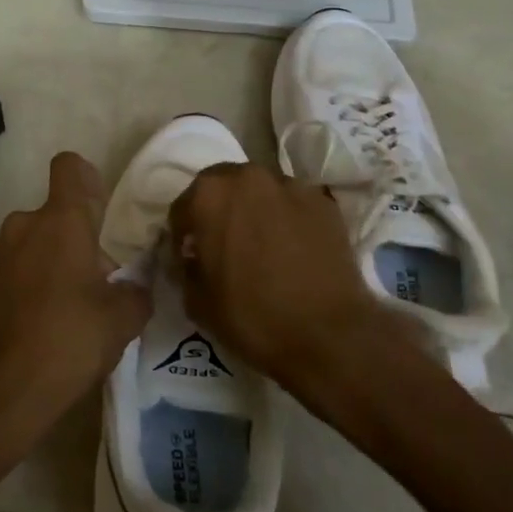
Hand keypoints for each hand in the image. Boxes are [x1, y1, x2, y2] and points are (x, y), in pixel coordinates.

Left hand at [0, 153, 151, 456]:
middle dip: (78, 236)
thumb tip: (136, 284)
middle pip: (56, 213)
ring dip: (54, 259)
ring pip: (35, 240)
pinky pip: (17, 266)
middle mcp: (24, 225)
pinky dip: (33, 281)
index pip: (69, 167)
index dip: (87, 179)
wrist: (3, 391)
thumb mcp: (123, 318)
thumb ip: (137, 290)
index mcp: (60, 221)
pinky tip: (48, 322)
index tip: (101, 212)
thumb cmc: (69, 341)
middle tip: (99, 281)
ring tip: (74, 306)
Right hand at [168, 162, 393, 391]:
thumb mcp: (197, 302)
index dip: (182, 236)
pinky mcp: (323, 202)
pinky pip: (292, 205)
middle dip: (218, 211)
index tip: (189, 258)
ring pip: (259, 192)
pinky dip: (286, 219)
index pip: (182, 208)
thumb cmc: (252, 317)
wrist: (330, 334)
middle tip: (223, 246)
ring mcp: (290, 185)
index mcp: (209, 195)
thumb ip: (185, 269)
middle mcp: (248, 177)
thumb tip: (192, 259)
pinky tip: (291, 250)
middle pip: (222, 187)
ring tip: (261, 246)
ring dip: (253, 211)